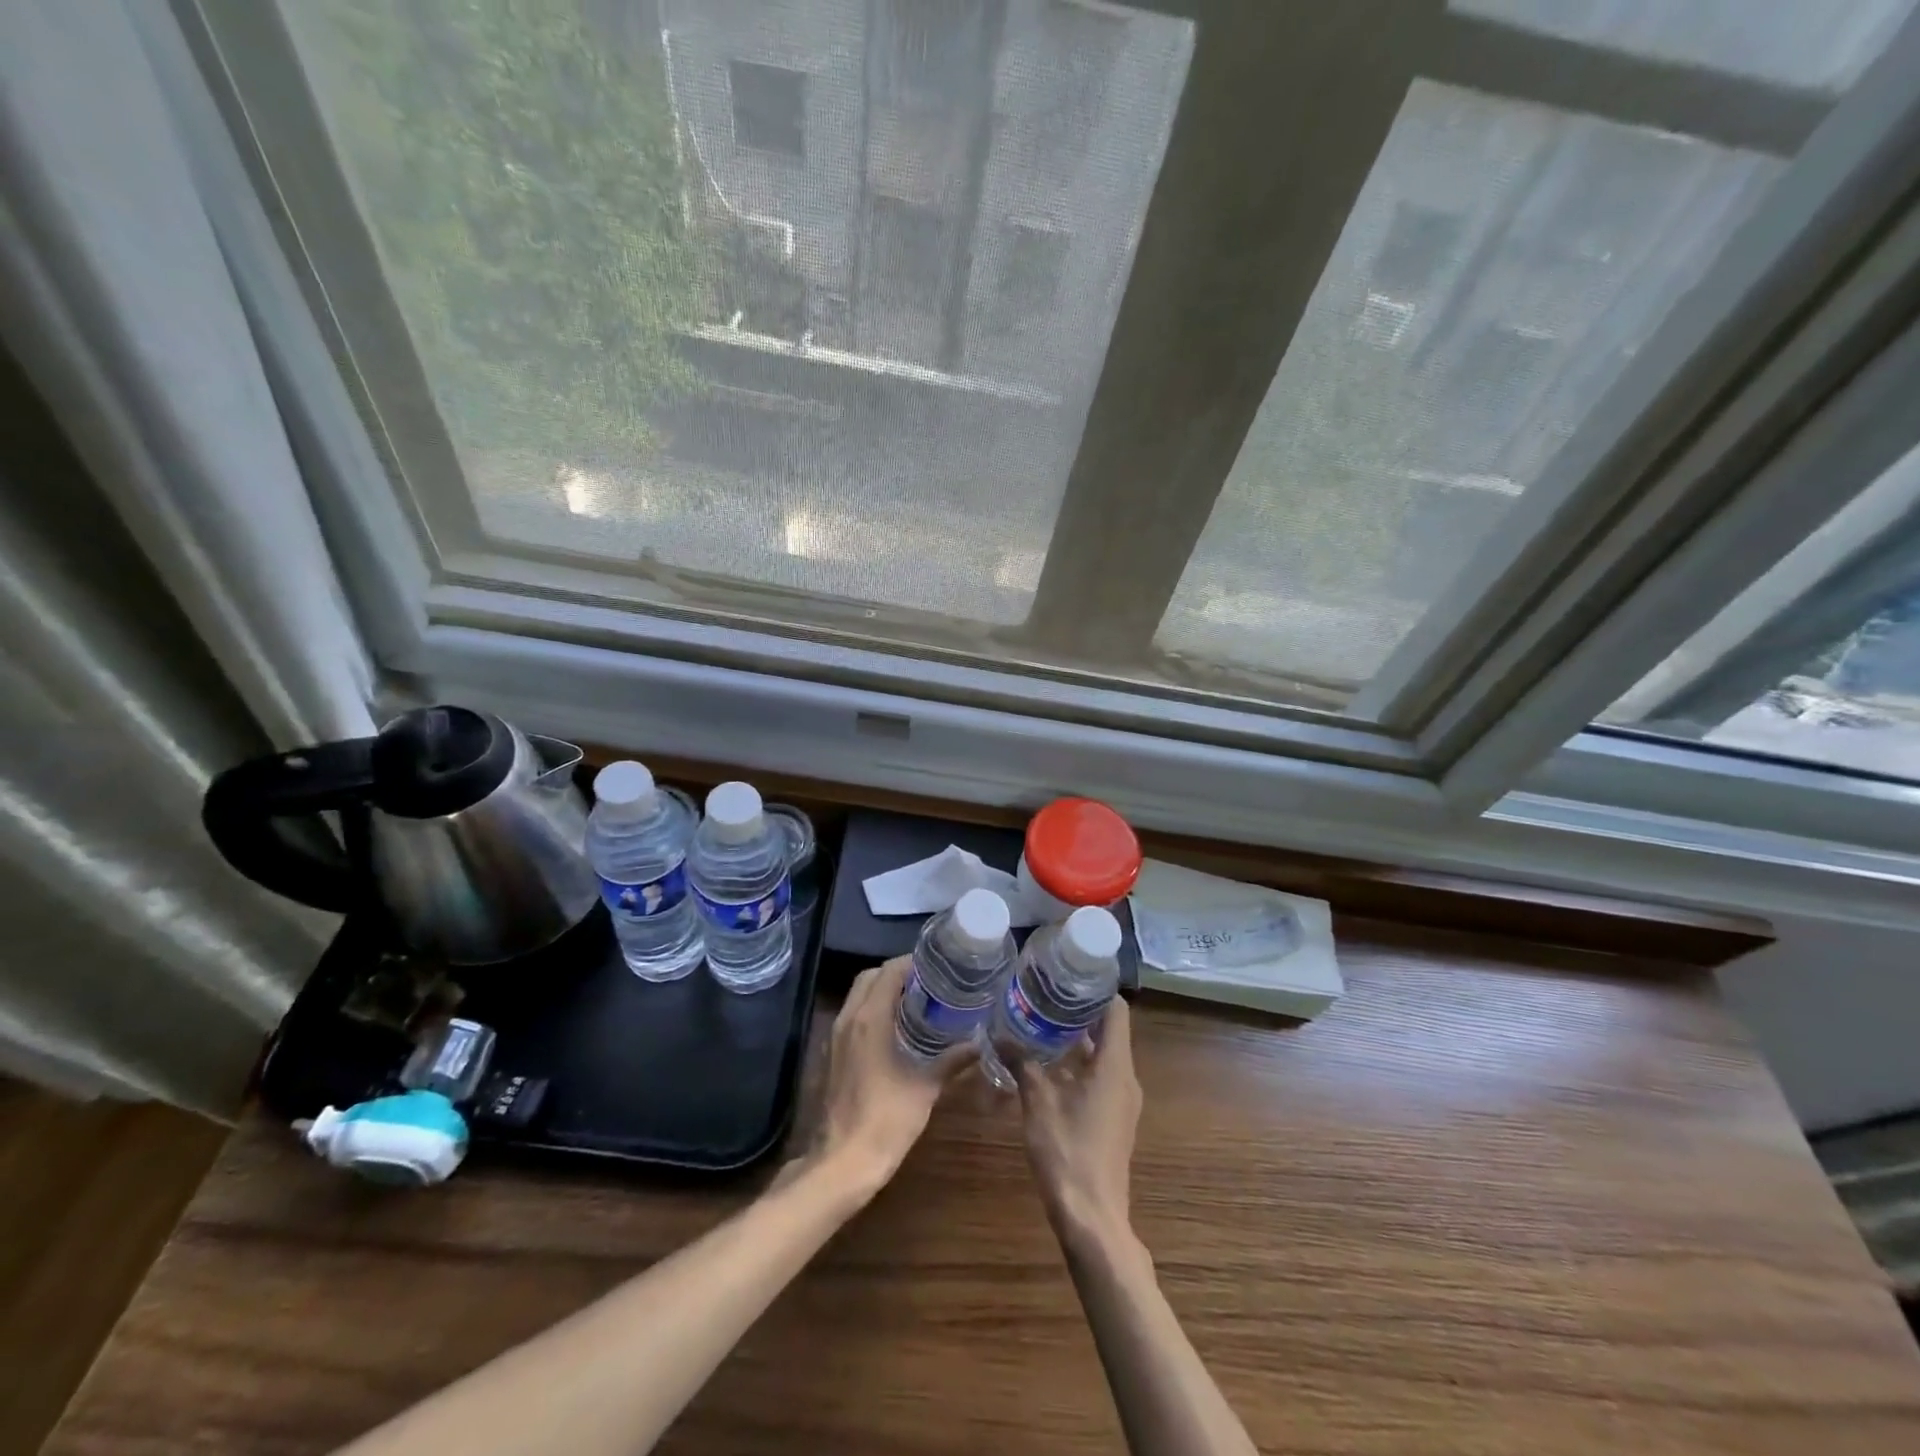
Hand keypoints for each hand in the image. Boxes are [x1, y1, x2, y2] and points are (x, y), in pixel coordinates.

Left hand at [811, 957, 972, 1199]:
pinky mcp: (832, 1055)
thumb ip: (952, 1060)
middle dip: (896, 974)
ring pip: (858, 996)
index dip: (912, 963)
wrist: (842, 1163)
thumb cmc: (885, 1120)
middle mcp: (848, 1019)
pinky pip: (852, 1017)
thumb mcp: (925, 1088)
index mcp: (869, 1018)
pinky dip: (872, 1011)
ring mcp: (835, 1037)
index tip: (938, 967)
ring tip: (917, 1002)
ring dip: (883, 991)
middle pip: (869, 977)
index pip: (889, 971)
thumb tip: (980, 1042)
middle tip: (929, 983)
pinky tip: (896, 1030)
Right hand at [1016, 997, 1141, 1246]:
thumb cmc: (1068, 1152)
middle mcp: (1125, 1078)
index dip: (1095, 989)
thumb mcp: (1038, 1102)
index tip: (1067, 974)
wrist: (1092, 1217)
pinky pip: (1099, 1078)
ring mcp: (1121, 1101)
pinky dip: (1077, 1065)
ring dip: (1075, 1040)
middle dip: (1078, 1012)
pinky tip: (1045, 1065)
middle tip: (1043, 994)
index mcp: (1115, 1066)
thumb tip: (998, 1032)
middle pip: (1108, 1031)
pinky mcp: (1113, 1119)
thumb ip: (1021, 1062)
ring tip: (1039, 1022)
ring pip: (1102, 1056)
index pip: (1116, 1011)